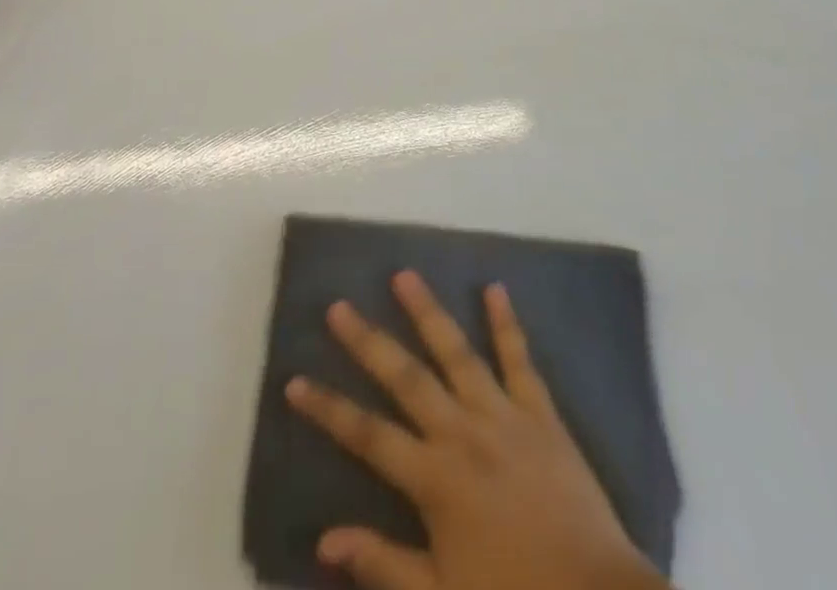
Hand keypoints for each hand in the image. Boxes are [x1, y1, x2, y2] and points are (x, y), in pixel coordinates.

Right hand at [285, 273, 668, 589]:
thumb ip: (384, 563)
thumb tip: (325, 539)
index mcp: (435, 479)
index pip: (367, 436)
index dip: (328, 408)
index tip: (295, 381)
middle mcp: (463, 433)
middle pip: (405, 378)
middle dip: (368, 342)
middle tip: (339, 306)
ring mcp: (503, 416)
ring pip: (457, 352)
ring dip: (428, 312)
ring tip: (404, 274)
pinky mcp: (541, 413)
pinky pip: (520, 359)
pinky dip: (506, 323)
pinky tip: (495, 288)